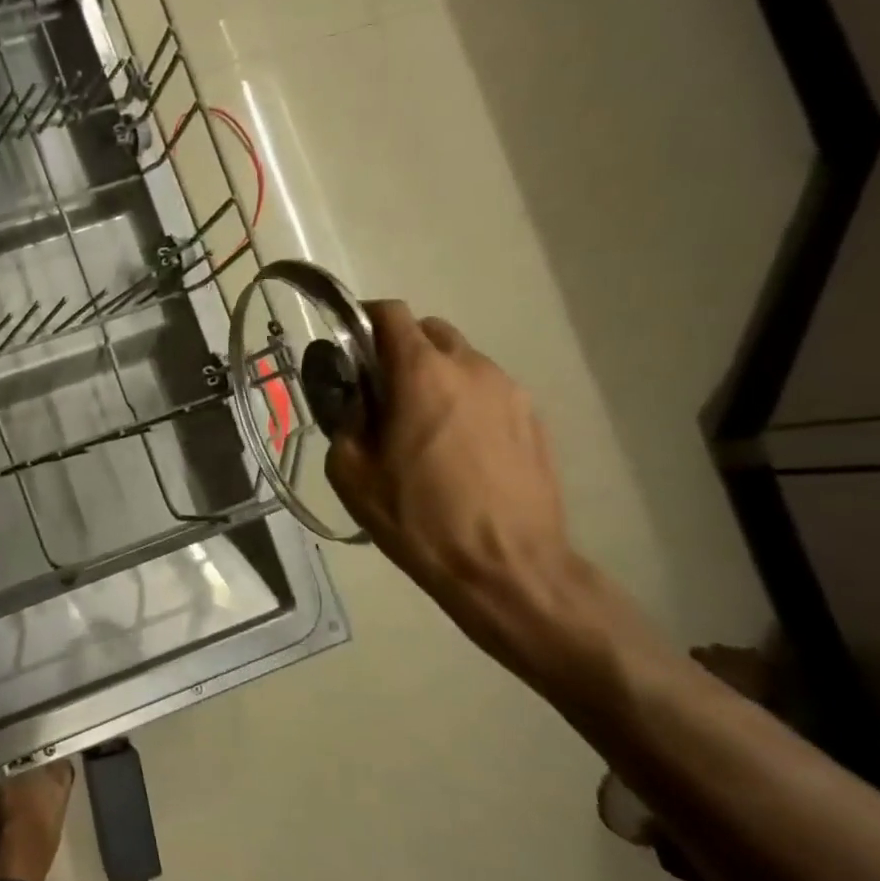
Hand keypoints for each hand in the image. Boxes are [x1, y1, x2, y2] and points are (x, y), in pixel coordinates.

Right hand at [324, 301, 592, 672]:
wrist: (505, 565)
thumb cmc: (417, 518)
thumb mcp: (351, 474)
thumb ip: (346, 423)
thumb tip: (356, 403)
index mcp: (421, 374)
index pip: (392, 315)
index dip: (364, 319)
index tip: (349, 343)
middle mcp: (471, 368)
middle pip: (431, 331)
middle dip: (401, 348)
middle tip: (382, 390)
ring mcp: (510, 392)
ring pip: (463, 361)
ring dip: (435, 376)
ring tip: (421, 425)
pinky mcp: (533, 419)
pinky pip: (489, 392)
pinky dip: (464, 401)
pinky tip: (456, 448)